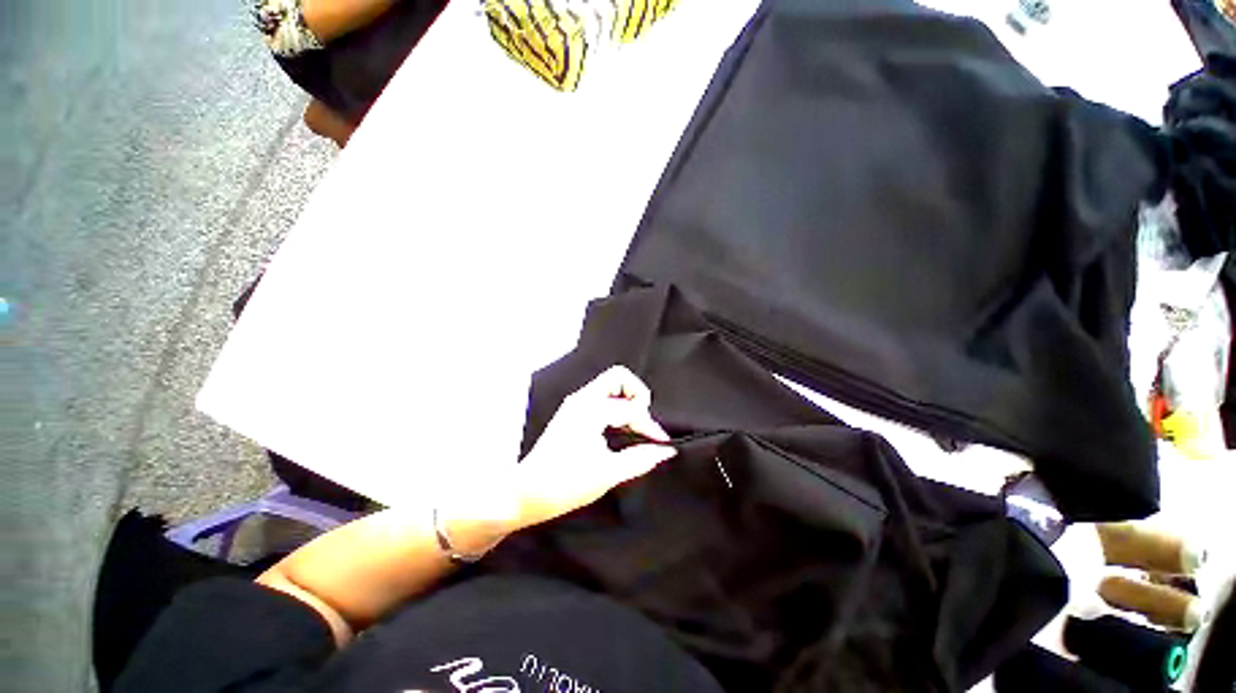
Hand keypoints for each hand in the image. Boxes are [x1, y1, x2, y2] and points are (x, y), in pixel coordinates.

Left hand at [513, 366, 676, 529]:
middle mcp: (582, 399)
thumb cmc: (566, 484)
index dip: (650, 425)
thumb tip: (666, 451)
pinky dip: (615, 407)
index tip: (660, 443)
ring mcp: (575, 404)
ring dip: (626, 401)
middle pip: (618, 377)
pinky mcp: (572, 412)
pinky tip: (619, 428)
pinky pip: (601, 398)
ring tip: (634, 427)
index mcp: (591, 409)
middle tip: (643, 421)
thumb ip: (640, 459)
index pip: (632, 408)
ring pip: (609, 386)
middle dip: (637, 395)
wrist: (526, 494)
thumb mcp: (608, 473)